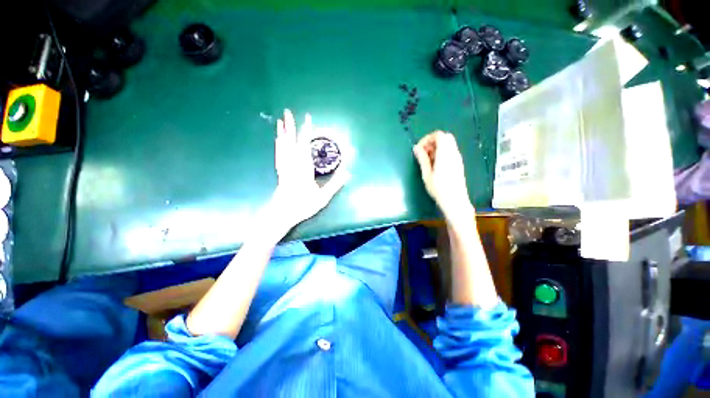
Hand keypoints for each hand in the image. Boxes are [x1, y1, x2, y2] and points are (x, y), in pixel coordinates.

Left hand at [268, 109, 348, 231]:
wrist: (282, 214)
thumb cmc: (303, 206)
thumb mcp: (322, 197)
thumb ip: (335, 184)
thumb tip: (348, 173)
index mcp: (304, 169)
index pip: (305, 146)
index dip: (307, 132)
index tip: (308, 119)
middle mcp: (292, 165)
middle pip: (291, 142)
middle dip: (291, 126)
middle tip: (288, 111)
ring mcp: (284, 167)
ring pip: (282, 146)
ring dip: (282, 132)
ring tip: (280, 121)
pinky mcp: (280, 171)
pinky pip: (278, 154)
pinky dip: (278, 144)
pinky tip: (277, 139)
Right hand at [413, 131, 472, 218]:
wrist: (455, 201)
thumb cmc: (439, 189)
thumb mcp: (427, 174)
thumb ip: (422, 159)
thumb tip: (416, 148)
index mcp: (445, 154)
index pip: (439, 135)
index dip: (427, 139)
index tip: (419, 149)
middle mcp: (453, 153)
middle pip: (445, 137)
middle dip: (432, 142)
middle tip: (423, 153)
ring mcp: (457, 158)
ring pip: (448, 144)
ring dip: (436, 147)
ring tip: (428, 161)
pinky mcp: (458, 163)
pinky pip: (450, 151)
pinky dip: (442, 153)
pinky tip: (435, 165)